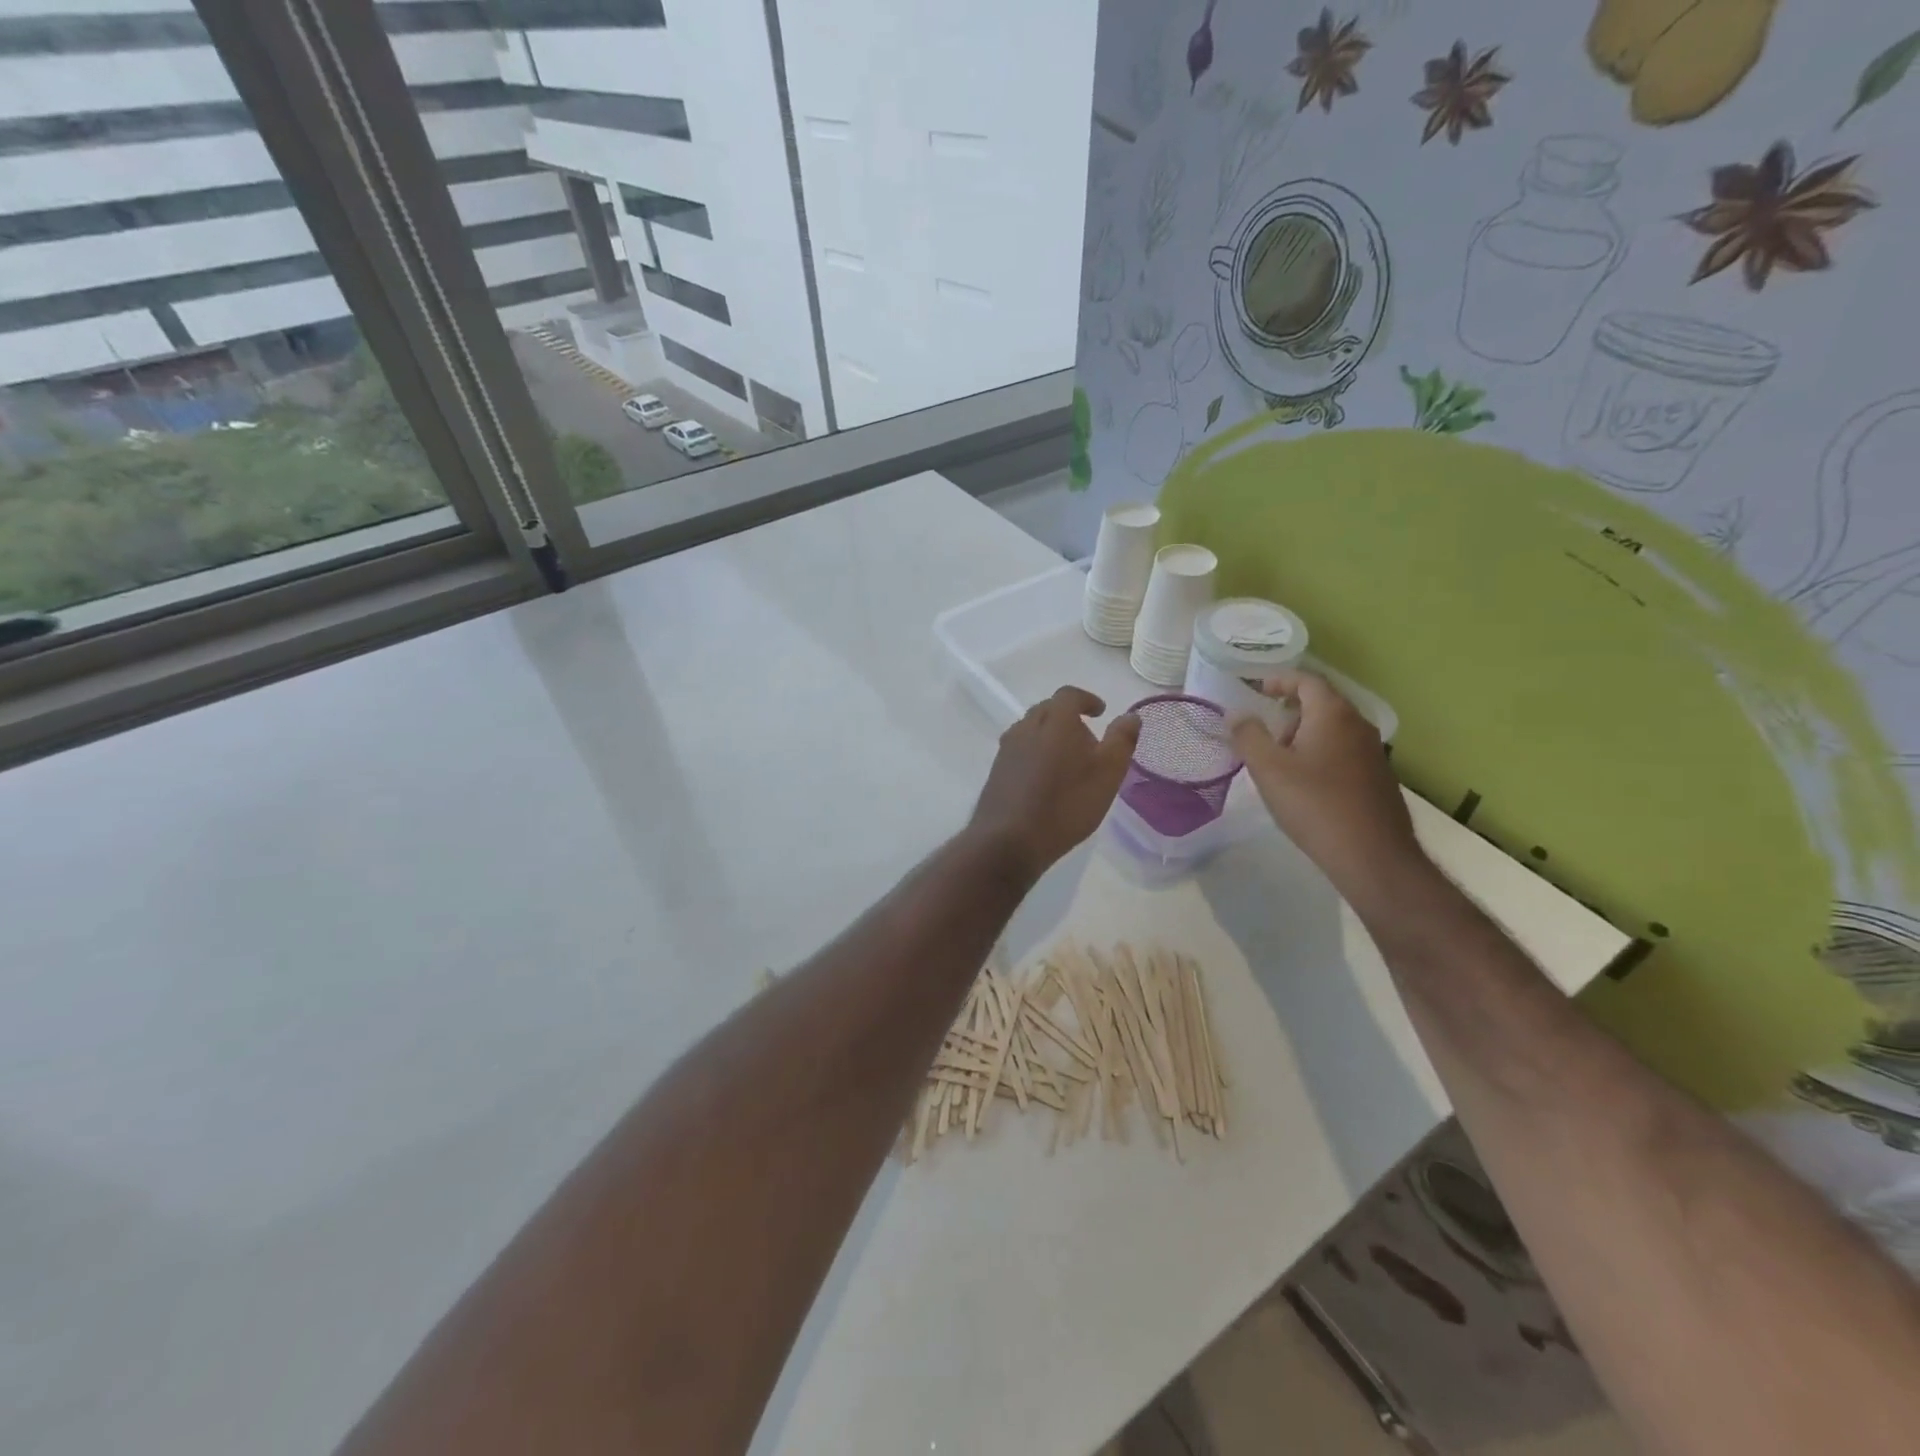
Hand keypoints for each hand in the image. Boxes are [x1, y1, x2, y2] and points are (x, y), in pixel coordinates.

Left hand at [968, 687, 1140, 882]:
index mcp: (1054, 721)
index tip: (1100, 712)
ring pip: (1031, 730)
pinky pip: (1020, 751)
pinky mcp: (996, 771)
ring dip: (1050, 736)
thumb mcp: (1107, 773)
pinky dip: (1035, 754)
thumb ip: (1121, 740)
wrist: (1010, 839)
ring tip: (1067, 761)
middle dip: (1068, 718)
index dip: (1086, 700)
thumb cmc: (1066, 804)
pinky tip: (1045, 780)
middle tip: (1087, 740)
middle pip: (1047, 710)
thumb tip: (1131, 716)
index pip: (1069, 695)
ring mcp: (1007, 749)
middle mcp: (1026, 727)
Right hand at [1230, 668, 1429, 909]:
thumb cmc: (1314, 804)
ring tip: (1279, 762)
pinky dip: (1320, 754)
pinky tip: (1305, 785)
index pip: (1307, 680)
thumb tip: (1237, 714)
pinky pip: (1343, 752)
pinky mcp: (1377, 778)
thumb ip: (1248, 736)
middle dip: (1289, 711)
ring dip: (1304, 735)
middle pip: (1321, 703)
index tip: (1256, 690)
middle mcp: (1358, 725)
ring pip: (1333, 729)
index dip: (1279, 680)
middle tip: (1264, 733)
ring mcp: (1373, 752)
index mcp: (1333, 714)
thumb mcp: (1268, 769)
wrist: (1372, 855)